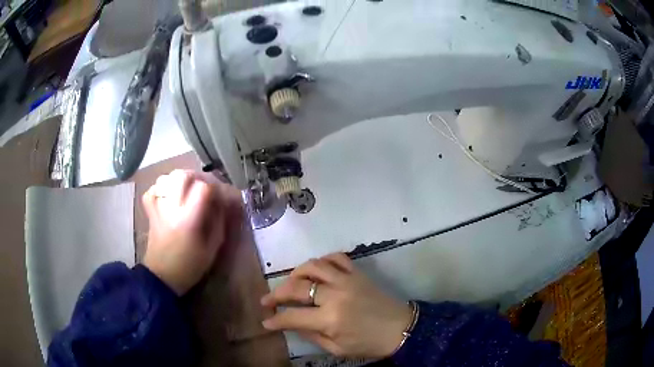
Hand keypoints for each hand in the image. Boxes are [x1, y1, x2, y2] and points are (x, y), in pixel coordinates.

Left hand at [142, 170, 240, 295]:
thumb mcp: (212, 248)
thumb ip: (219, 222)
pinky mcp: (150, 211)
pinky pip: (153, 189)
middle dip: (198, 177)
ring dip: (180, 180)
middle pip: (182, 175)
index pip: (203, 188)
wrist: (162, 276)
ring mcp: (157, 207)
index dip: (216, 188)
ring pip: (166, 178)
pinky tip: (170, 196)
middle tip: (206, 188)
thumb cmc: (190, 266)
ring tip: (188, 191)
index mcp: (188, 219)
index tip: (222, 198)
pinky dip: (162, 188)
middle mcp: (171, 208)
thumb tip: (223, 202)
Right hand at [261, 253, 411, 357]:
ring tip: (290, 282)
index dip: (275, 319)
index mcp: (330, 319)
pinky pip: (336, 257)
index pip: (292, 316)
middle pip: (296, 288)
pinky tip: (317, 269)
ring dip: (296, 273)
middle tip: (267, 300)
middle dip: (276, 294)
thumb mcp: (337, 349)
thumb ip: (312, 336)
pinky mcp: (358, 273)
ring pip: (313, 266)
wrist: (400, 328)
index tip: (266, 320)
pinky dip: (322, 260)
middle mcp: (335, 295)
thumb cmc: (369, 344)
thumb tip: (291, 324)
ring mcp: (347, 280)